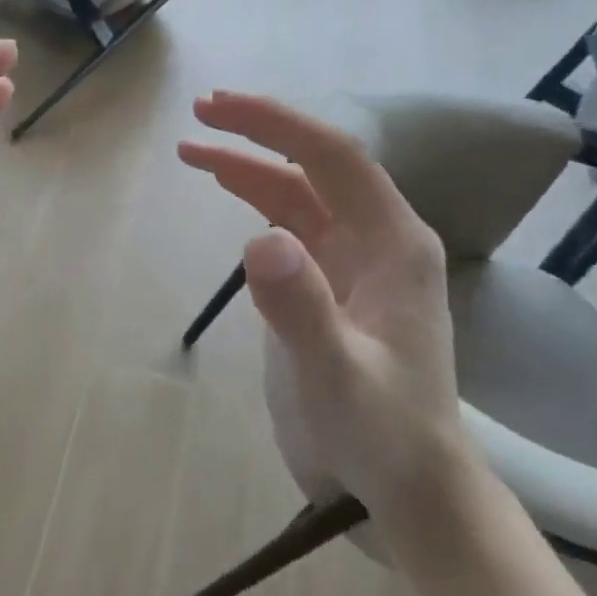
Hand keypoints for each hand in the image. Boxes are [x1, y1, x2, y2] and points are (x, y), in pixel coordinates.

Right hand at [178, 90, 468, 522]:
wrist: (404, 486)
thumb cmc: (380, 432)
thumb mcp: (336, 375)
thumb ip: (300, 307)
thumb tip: (257, 237)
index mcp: (394, 244)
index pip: (332, 159)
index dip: (275, 125)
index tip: (217, 109)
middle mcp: (375, 241)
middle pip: (312, 167)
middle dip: (257, 135)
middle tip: (198, 114)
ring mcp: (351, 265)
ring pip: (297, 195)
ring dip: (248, 169)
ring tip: (193, 151)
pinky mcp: (327, 289)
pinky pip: (291, 228)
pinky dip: (256, 204)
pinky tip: (230, 198)